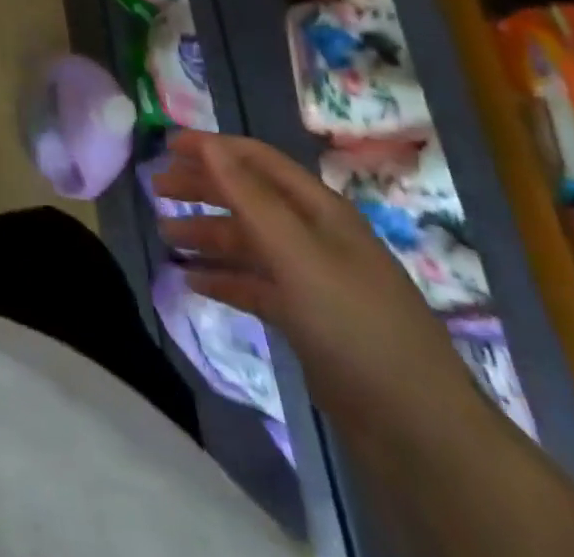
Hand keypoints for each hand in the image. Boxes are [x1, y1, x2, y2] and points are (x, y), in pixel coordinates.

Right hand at [154, 131, 480, 436]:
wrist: (417, 429)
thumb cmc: (354, 323)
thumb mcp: (297, 253)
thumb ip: (250, 197)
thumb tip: (209, 144)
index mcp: (319, 210)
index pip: (257, 160)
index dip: (212, 148)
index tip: (166, 146)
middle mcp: (314, 235)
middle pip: (248, 197)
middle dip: (202, 188)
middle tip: (156, 189)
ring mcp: (311, 278)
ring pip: (247, 243)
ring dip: (206, 235)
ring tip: (166, 236)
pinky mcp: (306, 318)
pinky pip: (254, 285)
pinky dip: (222, 279)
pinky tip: (192, 281)